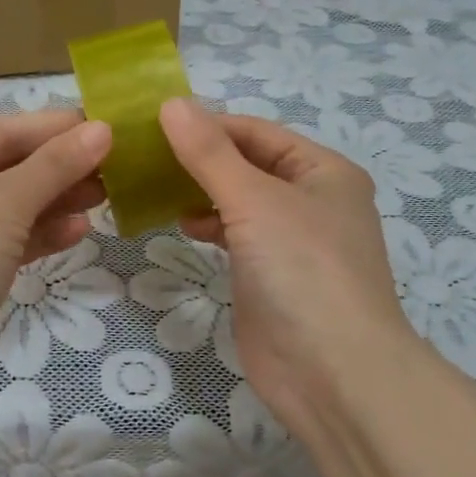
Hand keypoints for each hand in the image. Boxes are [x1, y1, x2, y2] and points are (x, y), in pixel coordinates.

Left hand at [0, 110, 111, 399]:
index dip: (54, 127)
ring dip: (57, 200)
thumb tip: (102, 130)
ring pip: (13, 207)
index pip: (2, 131)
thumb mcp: (6, 200)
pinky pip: (10, 241)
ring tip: (105, 195)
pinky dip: (42, 234)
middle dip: (60, 167)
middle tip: (114, 165)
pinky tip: (79, 231)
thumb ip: (55, 164)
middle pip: (9, 168)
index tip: (105, 126)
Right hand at [159, 98, 417, 434]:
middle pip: (247, 164)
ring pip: (238, 200)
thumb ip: (210, 153)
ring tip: (153, 187)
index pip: (256, 132)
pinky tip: (181, 224)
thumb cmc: (302, 270)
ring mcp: (291, 241)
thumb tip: (172, 103)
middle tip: (143, 156)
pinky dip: (208, 225)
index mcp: (322, 170)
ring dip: (200, 191)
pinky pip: (235, 235)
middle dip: (199, 158)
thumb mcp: (254, 200)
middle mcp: (311, 200)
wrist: (332, 373)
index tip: (151, 125)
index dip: (207, 124)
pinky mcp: (270, 276)